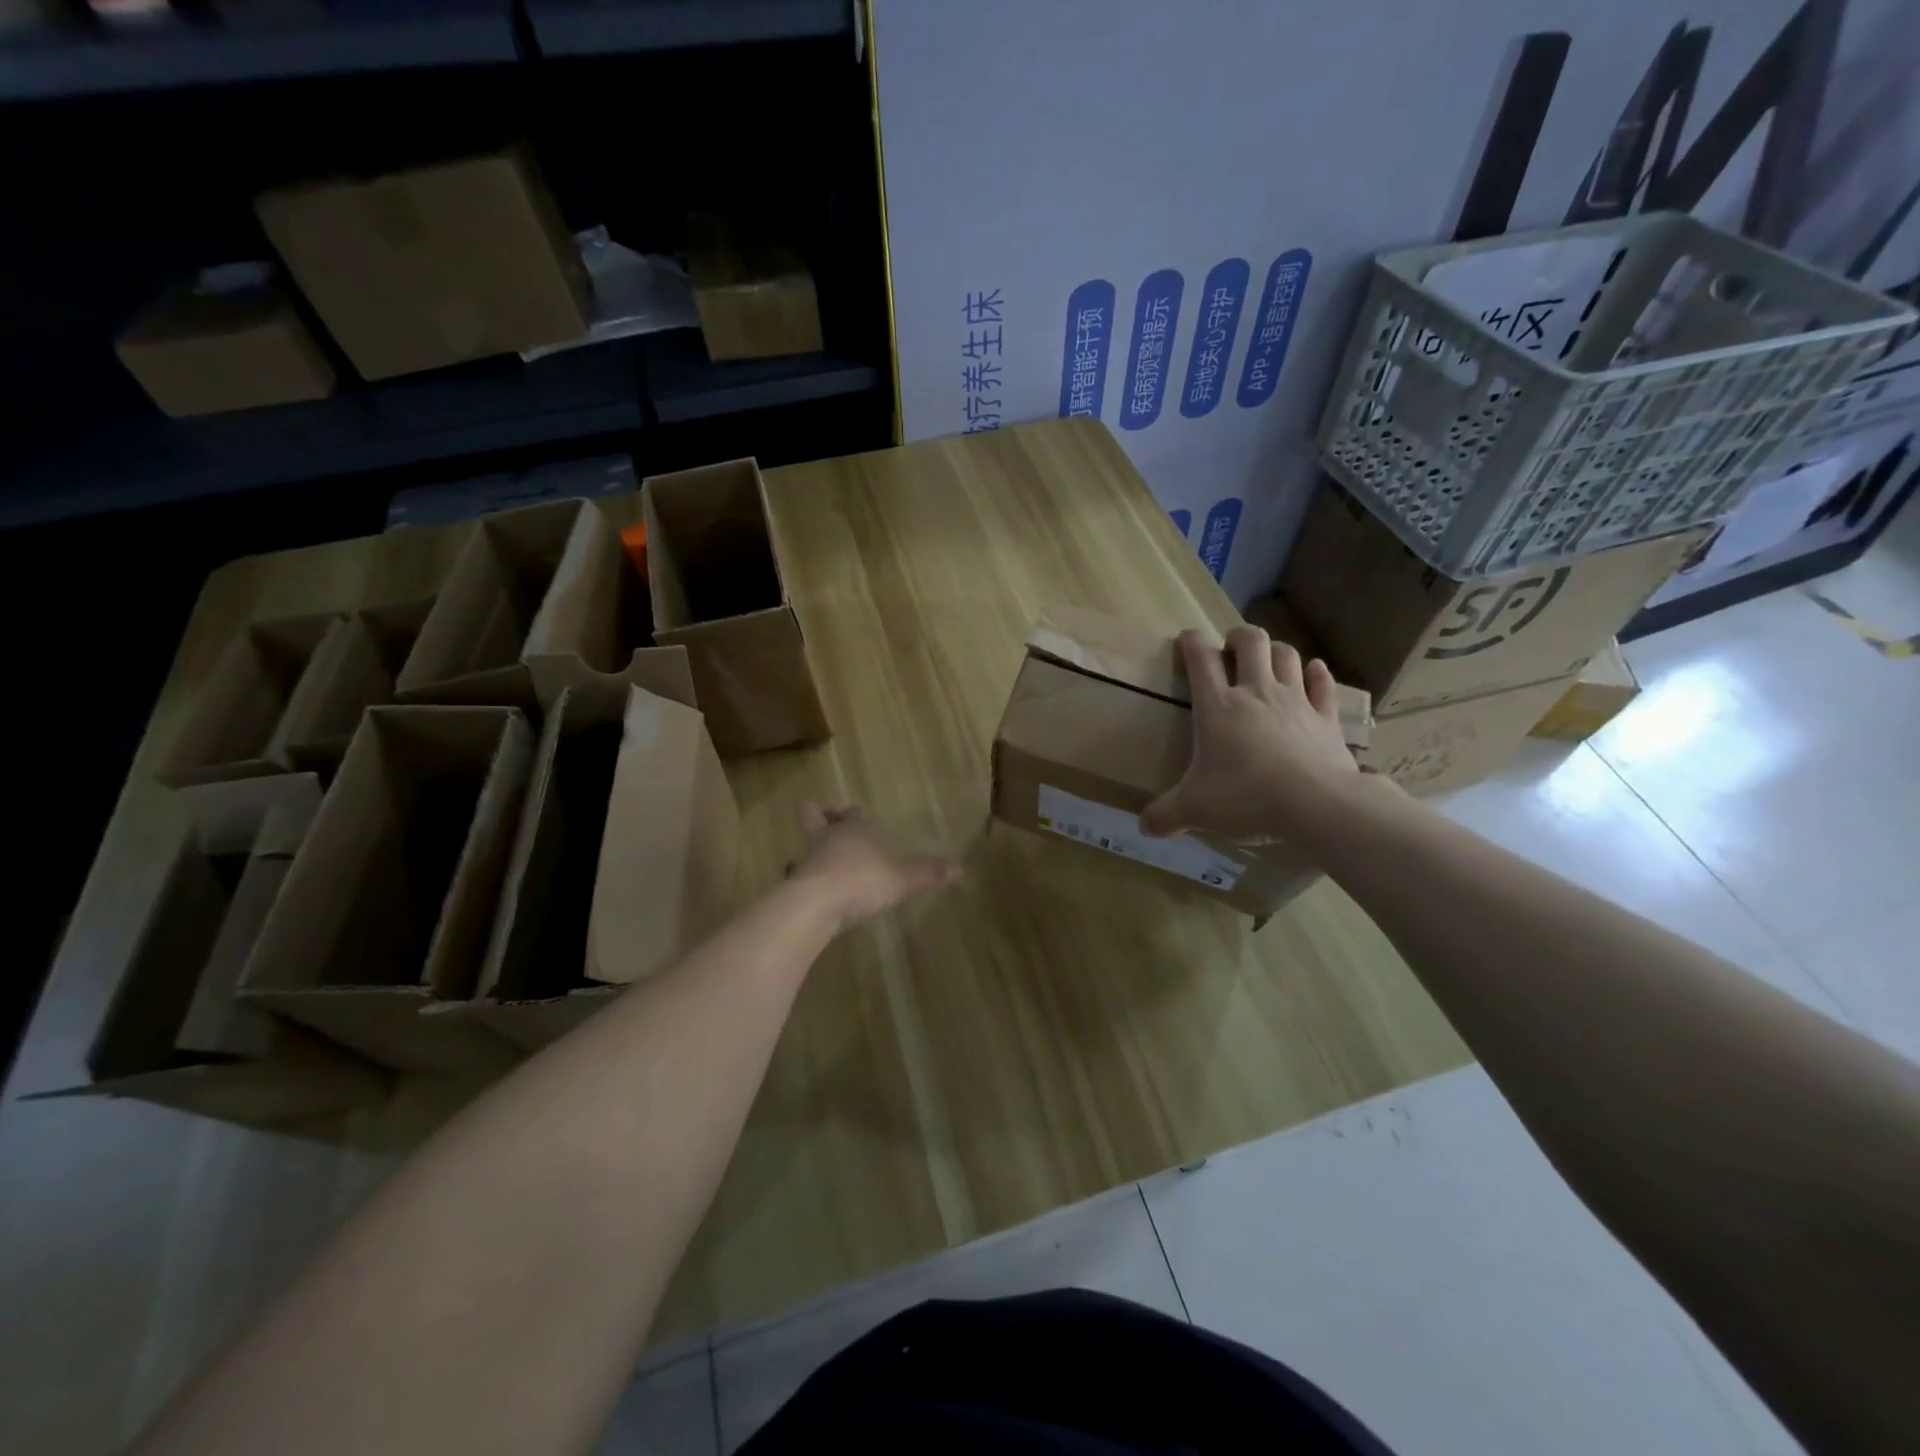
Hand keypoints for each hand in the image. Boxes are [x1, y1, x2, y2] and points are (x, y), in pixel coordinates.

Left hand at [790, 803, 957, 929]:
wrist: (818, 903)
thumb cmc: (863, 881)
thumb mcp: (903, 879)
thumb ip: (927, 873)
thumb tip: (960, 868)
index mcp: (856, 829)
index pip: (853, 813)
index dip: (854, 814)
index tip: (855, 814)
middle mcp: (829, 838)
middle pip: (816, 817)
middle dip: (820, 817)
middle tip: (824, 821)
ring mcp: (808, 859)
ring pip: (807, 846)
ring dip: (813, 852)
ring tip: (821, 865)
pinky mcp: (795, 884)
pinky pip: (799, 876)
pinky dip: (805, 881)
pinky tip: (814, 893)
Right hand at [1140, 626, 1360, 843]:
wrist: (1316, 805)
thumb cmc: (1246, 797)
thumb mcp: (1196, 809)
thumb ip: (1167, 815)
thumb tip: (1144, 826)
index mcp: (1218, 707)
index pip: (1200, 659)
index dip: (1192, 642)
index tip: (1187, 638)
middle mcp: (1256, 693)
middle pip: (1251, 642)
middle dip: (1239, 637)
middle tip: (1231, 648)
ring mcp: (1296, 701)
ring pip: (1287, 656)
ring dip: (1276, 650)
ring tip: (1268, 659)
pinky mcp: (1326, 718)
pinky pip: (1323, 685)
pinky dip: (1317, 674)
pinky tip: (1313, 670)